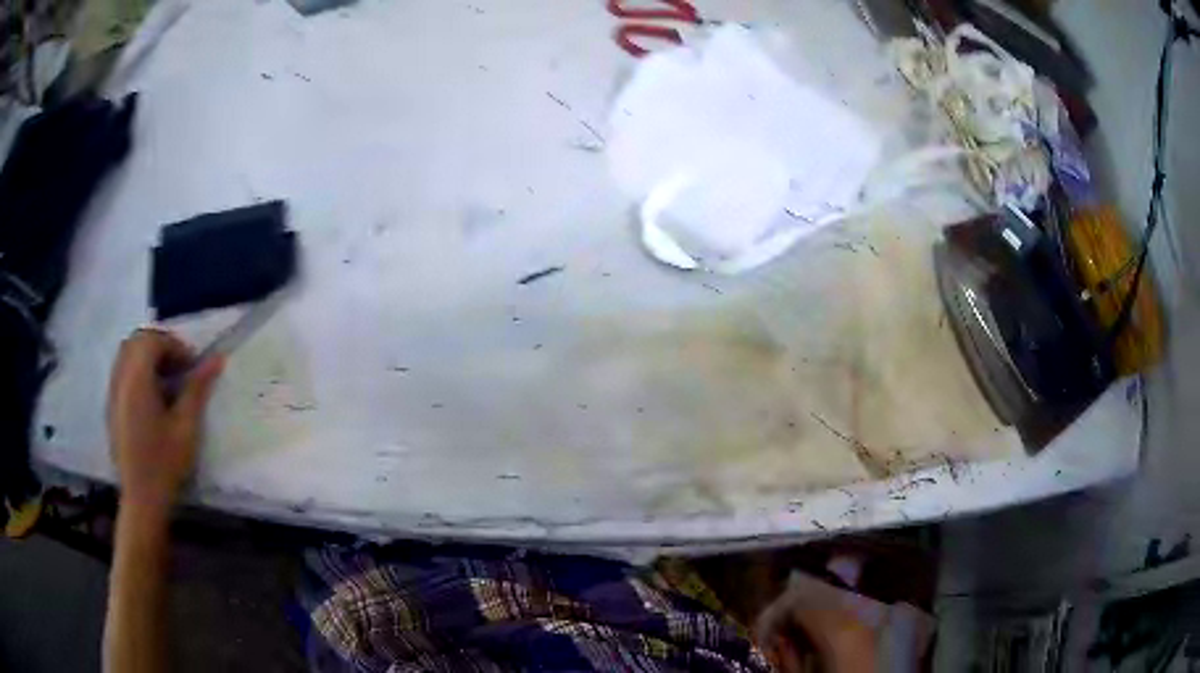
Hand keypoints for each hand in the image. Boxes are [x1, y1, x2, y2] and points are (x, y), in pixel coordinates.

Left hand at [107, 328, 223, 512]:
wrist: (142, 499)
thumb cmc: (165, 463)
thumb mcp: (187, 427)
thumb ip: (198, 389)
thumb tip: (217, 358)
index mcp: (137, 379)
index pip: (153, 340)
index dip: (175, 346)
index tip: (192, 367)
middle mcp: (121, 378)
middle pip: (137, 341)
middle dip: (160, 346)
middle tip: (179, 369)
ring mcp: (113, 392)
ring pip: (127, 354)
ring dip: (147, 358)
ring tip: (166, 382)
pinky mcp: (111, 407)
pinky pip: (121, 372)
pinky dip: (137, 372)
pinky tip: (151, 398)